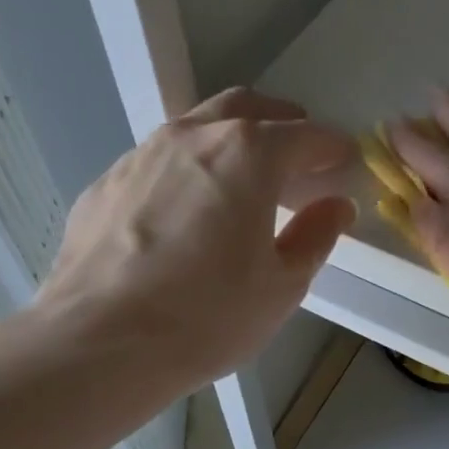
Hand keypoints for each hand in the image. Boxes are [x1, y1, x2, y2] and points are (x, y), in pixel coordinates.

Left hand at [30, 88, 355, 407]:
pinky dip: (188, 169)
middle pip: (244, 108)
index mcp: (246, 156)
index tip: (346, 158)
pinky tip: (190, 209)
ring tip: (246, 178)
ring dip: (230, 141)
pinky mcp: (105, 184)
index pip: (302, 135)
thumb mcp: (282, 286)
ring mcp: (140, 155)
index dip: (330, 146)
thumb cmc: (209, 316)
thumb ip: (315, 237)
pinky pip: (159, 161)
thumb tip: (336, 207)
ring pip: (196, 128)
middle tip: (299, 151)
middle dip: (280, 122)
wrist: (102, 341)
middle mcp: (191, 137)